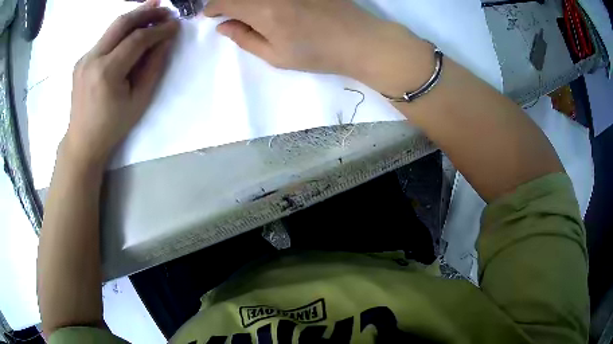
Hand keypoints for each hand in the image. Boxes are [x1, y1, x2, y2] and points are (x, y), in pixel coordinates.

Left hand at [64, 0, 178, 166]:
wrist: (83, 140)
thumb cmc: (113, 126)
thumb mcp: (139, 100)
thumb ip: (153, 67)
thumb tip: (166, 40)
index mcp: (106, 73)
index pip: (137, 39)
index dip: (159, 29)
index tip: (175, 25)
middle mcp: (92, 60)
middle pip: (121, 23)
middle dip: (146, 12)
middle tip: (165, 9)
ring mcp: (84, 58)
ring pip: (112, 27)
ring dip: (134, 17)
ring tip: (153, 9)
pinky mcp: (82, 60)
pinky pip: (105, 39)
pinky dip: (121, 31)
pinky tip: (132, 31)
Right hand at [203, 0, 432, 94]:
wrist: (360, 40)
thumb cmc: (318, 54)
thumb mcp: (276, 56)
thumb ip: (245, 39)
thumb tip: (223, 26)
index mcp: (265, 11)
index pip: (226, 1)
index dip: (213, 7)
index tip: (211, 15)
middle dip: (227, 2)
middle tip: (227, 13)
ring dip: (246, 0)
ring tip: (248, 12)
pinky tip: (270, 7)